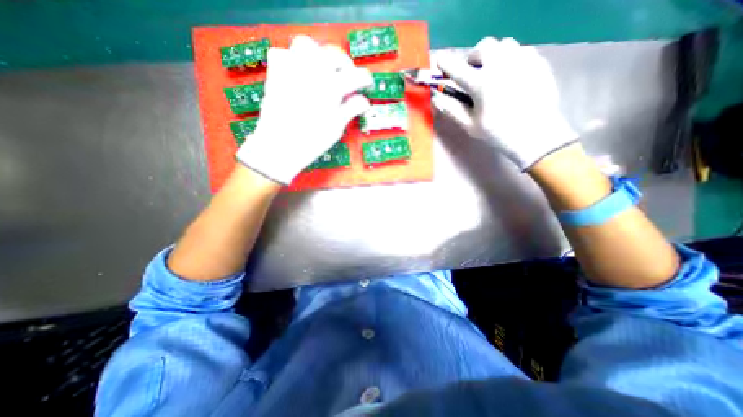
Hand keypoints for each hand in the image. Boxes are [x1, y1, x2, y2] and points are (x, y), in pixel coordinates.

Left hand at [236, 37, 371, 183]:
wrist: (280, 146)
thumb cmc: (311, 141)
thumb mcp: (337, 127)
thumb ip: (351, 109)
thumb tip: (363, 102)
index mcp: (332, 87)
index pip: (356, 75)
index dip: (365, 79)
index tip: (366, 84)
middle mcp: (313, 72)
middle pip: (335, 55)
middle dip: (345, 65)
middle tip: (346, 79)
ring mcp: (292, 69)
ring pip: (307, 45)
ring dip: (318, 55)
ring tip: (322, 71)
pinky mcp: (276, 73)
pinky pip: (282, 53)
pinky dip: (292, 59)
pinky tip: (298, 74)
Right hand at [437, 37, 578, 169]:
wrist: (536, 134)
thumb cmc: (498, 133)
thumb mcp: (470, 125)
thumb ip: (452, 110)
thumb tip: (436, 98)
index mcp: (481, 83)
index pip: (457, 69)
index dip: (446, 64)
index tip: (440, 61)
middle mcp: (501, 66)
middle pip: (483, 47)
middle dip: (472, 57)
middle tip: (471, 71)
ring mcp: (522, 61)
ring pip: (503, 45)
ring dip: (492, 55)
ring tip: (492, 71)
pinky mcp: (537, 62)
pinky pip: (520, 50)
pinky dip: (510, 58)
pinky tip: (510, 75)